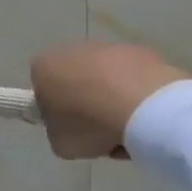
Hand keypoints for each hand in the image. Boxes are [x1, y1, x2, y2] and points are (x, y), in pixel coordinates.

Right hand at [30, 42, 189, 158]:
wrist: (142, 107)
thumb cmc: (90, 124)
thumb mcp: (60, 142)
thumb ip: (59, 132)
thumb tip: (72, 128)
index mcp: (44, 68)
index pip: (42, 87)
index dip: (56, 110)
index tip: (72, 128)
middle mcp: (71, 50)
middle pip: (76, 80)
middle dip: (87, 103)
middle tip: (101, 131)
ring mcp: (107, 48)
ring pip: (106, 78)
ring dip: (114, 100)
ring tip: (130, 129)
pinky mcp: (139, 51)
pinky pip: (134, 77)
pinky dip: (139, 94)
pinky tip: (149, 116)